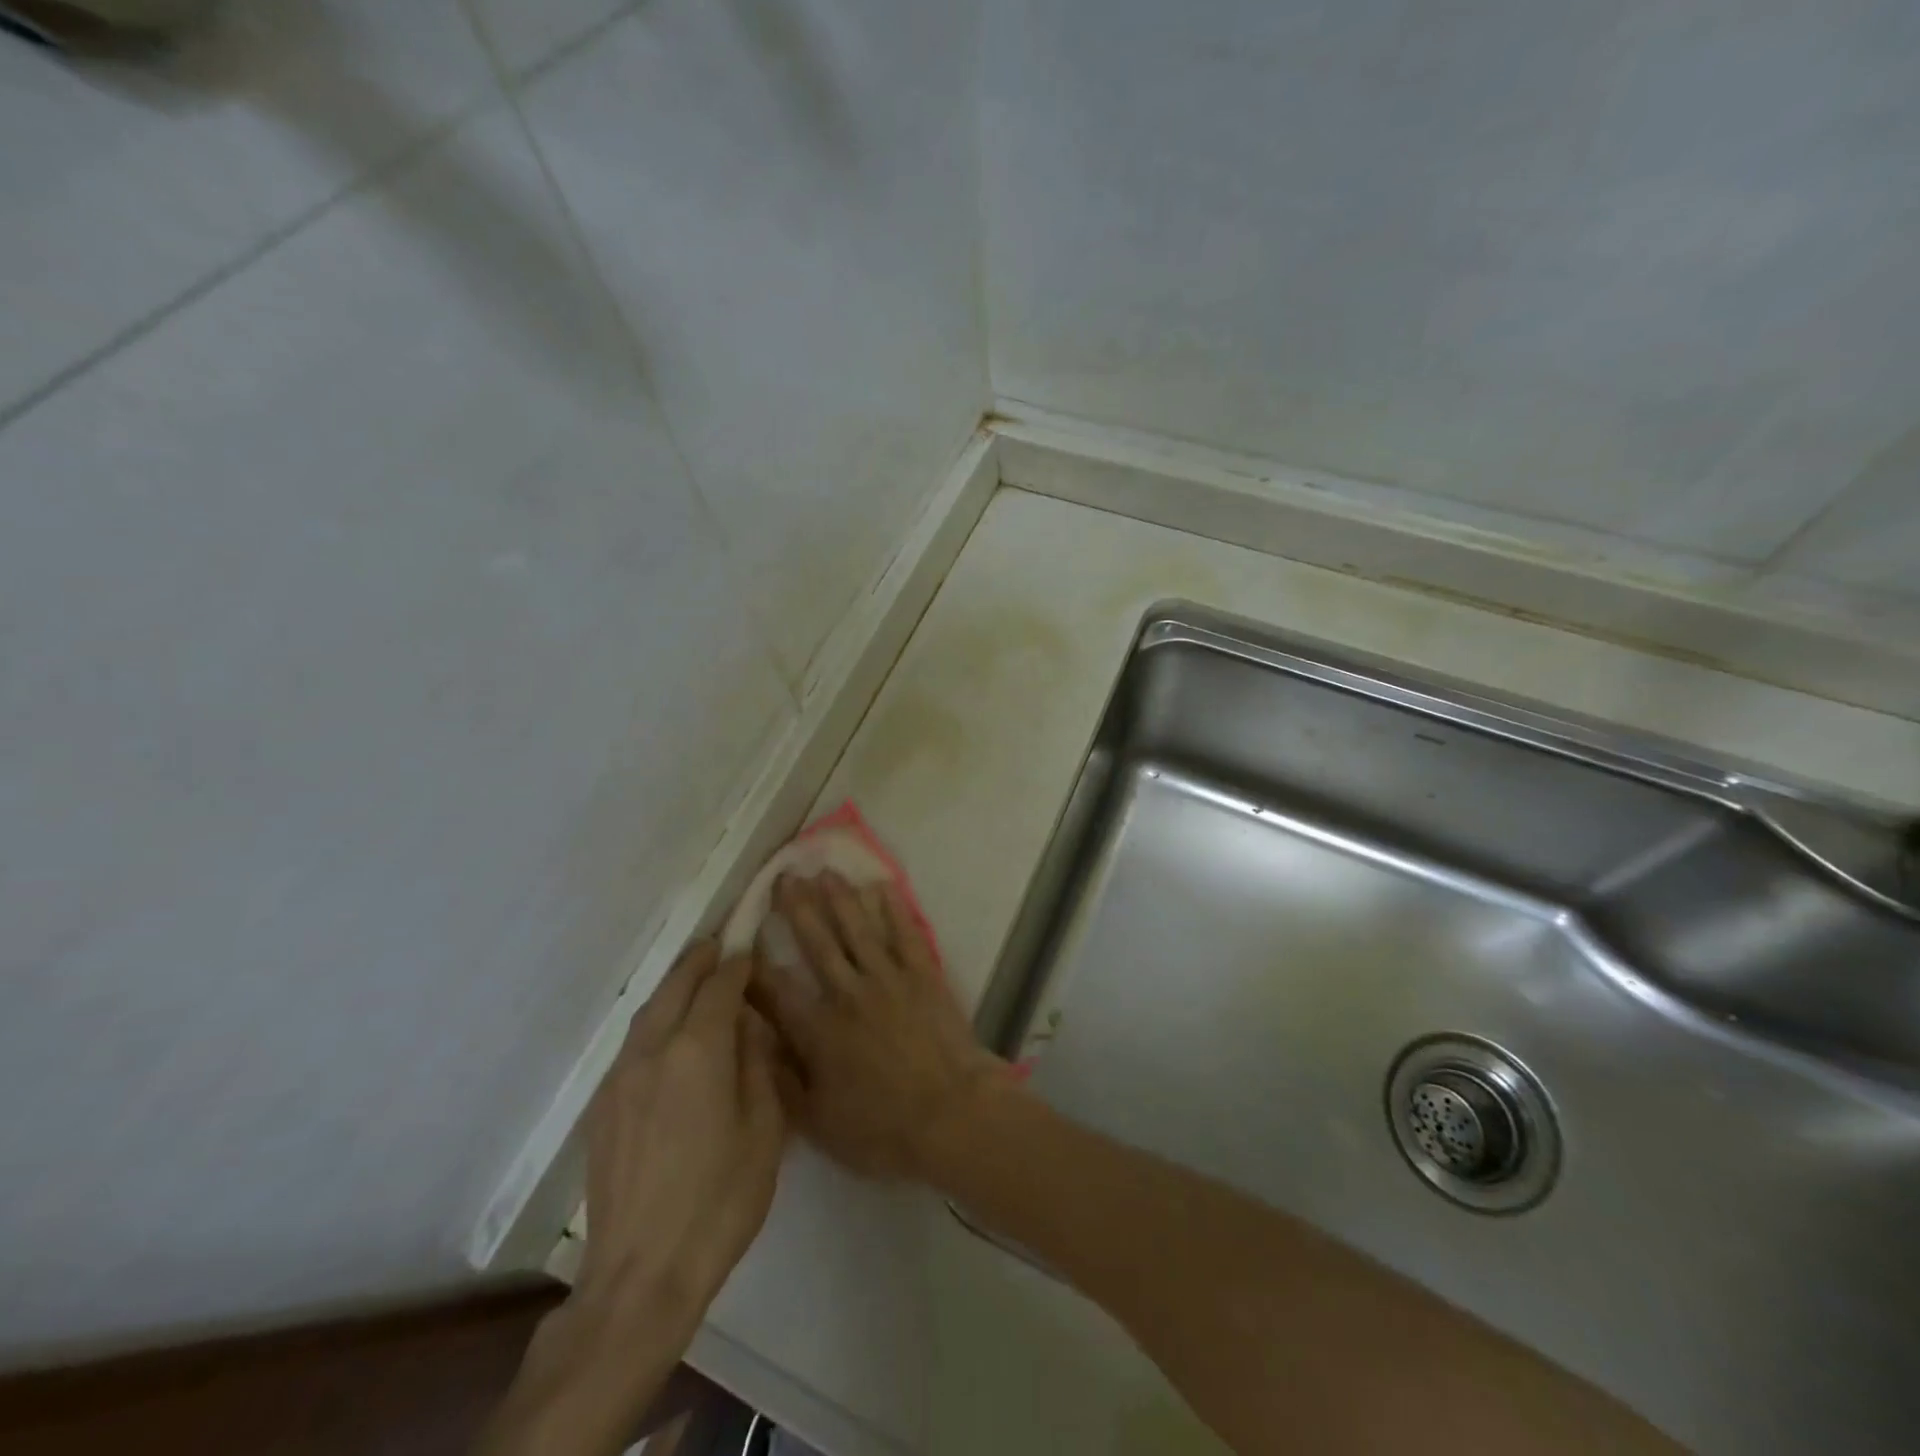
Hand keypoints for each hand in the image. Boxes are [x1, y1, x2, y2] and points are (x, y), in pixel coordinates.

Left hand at [577, 940, 787, 1329]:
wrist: (642, 1273)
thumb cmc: (720, 1200)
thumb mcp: (764, 1129)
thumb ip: (757, 1064)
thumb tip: (748, 1025)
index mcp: (698, 1051)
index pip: (719, 987)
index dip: (736, 964)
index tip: (749, 948)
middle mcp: (652, 1051)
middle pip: (675, 987)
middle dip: (698, 961)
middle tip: (719, 944)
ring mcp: (620, 1078)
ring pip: (647, 1012)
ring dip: (672, 987)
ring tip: (693, 977)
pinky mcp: (602, 1107)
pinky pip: (632, 1043)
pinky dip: (654, 1020)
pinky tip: (667, 1033)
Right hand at [753, 873, 1012, 1180]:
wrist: (952, 1115)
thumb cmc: (883, 1128)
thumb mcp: (818, 1122)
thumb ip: (781, 1081)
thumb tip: (752, 1043)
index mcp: (818, 1030)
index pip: (777, 989)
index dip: (755, 962)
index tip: (741, 935)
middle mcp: (848, 993)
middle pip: (817, 943)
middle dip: (797, 909)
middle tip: (784, 877)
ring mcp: (888, 979)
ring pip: (857, 929)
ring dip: (839, 898)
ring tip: (824, 872)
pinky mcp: (922, 974)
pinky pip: (903, 933)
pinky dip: (892, 909)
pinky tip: (881, 887)